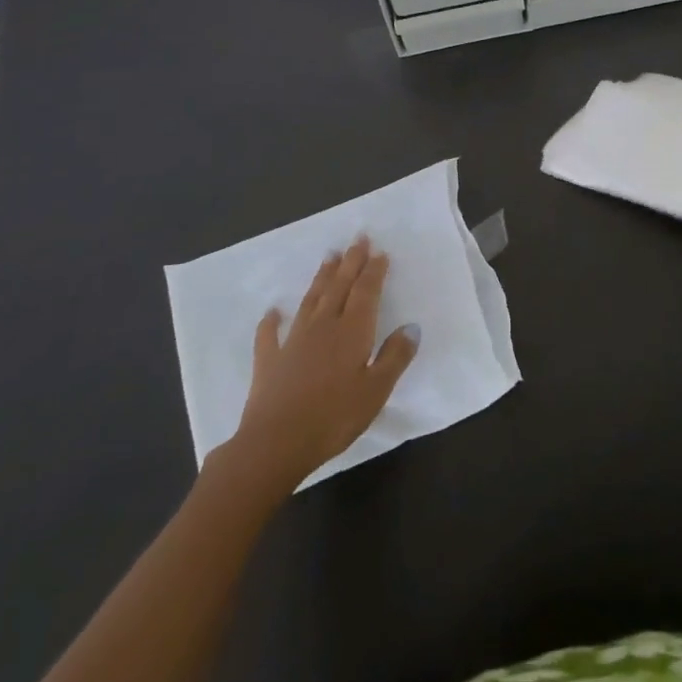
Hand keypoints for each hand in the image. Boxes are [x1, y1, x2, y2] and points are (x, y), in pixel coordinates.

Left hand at [228, 237, 419, 487]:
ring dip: (321, 278)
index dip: (374, 271)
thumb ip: (395, 357)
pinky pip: (270, 334)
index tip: (379, 252)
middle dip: (351, 262)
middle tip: (358, 238)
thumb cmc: (334, 417)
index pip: (366, 292)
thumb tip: (411, 327)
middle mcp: (323, 326)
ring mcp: (293, 341)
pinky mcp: (269, 360)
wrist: (275, 443)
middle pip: (339, 287)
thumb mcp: (376, 391)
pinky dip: (272, 320)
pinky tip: (273, 311)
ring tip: (329, 257)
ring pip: (311, 301)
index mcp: (352, 332)